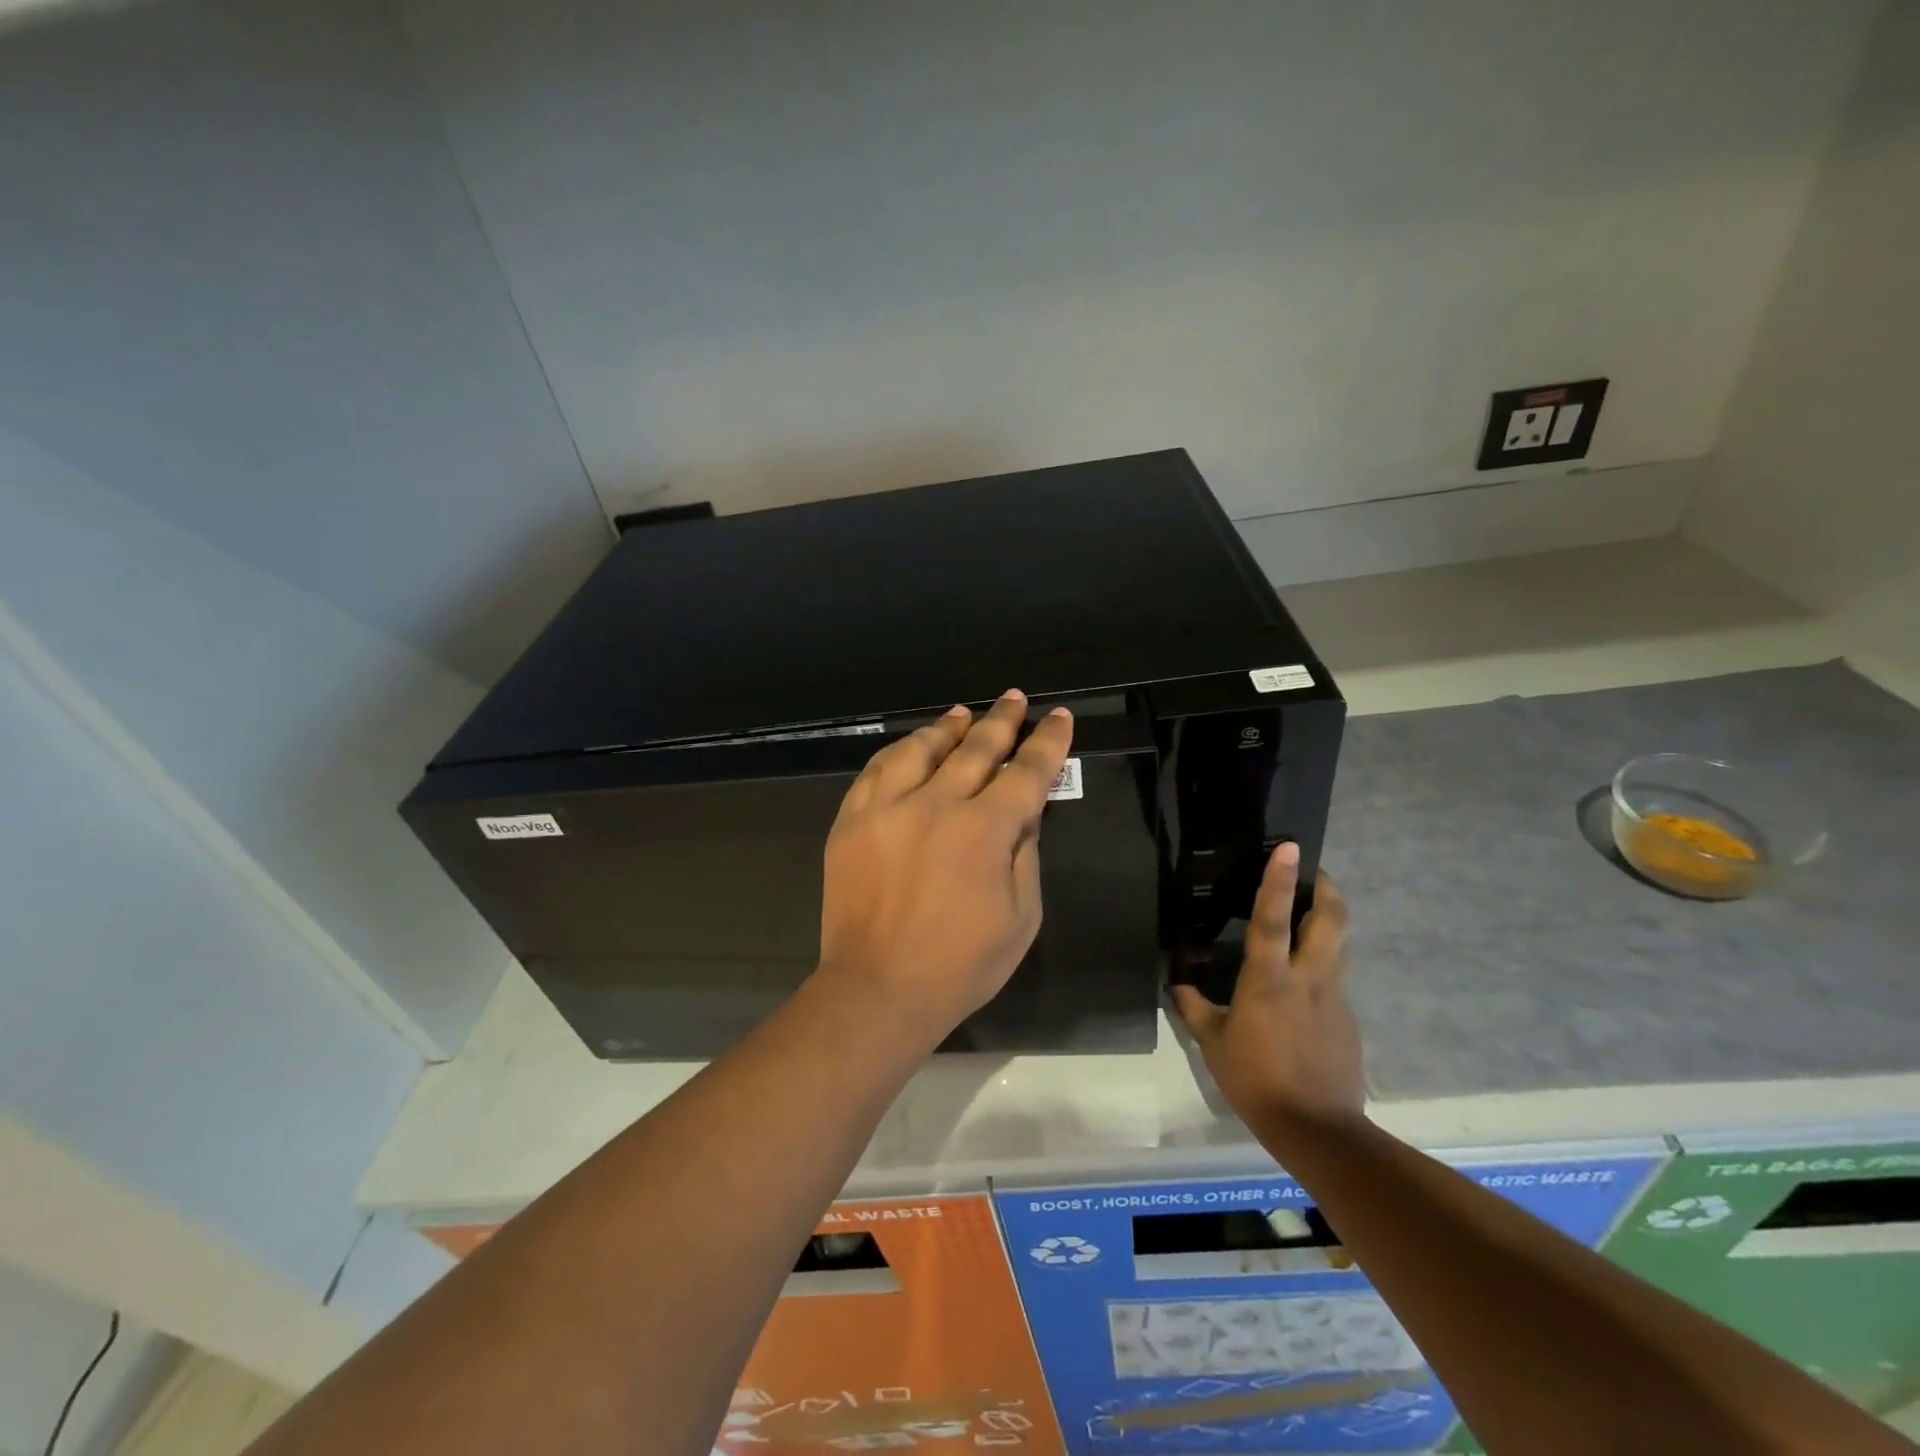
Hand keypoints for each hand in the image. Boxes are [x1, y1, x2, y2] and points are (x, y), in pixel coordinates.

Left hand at [816, 690, 1072, 1039]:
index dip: (1047, 742)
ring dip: (947, 727)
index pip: (1026, 772)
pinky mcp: (852, 821)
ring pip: (920, 749)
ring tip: (962, 714)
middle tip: (1015, 698)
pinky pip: (876, 770)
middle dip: (1002, 720)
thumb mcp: (1021, 917)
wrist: (877, 990)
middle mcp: (936, 805)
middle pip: (975, 748)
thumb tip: (1025, 810)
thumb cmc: (961, 965)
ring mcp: (887, 809)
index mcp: (985, 830)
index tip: (1057, 717)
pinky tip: (911, 745)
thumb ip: (1026, 853)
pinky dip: (899, 751)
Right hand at [1171, 844, 1365, 1128]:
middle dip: (1328, 889)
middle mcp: (1309, 979)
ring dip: (1328, 923)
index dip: (1279, 880)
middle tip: (1315, 873)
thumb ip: (1195, 1008)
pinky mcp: (1348, 1020)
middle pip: (1332, 921)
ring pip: (1338, 946)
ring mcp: (1335, 999)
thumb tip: (1178, 985)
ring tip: (1307, 920)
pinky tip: (1301, 990)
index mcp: (1270, 980)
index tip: (1291, 848)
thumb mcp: (1213, 1044)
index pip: (1274, 919)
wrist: (1318, 1131)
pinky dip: (1321, 968)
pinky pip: (1334, 981)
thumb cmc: (1256, 1081)